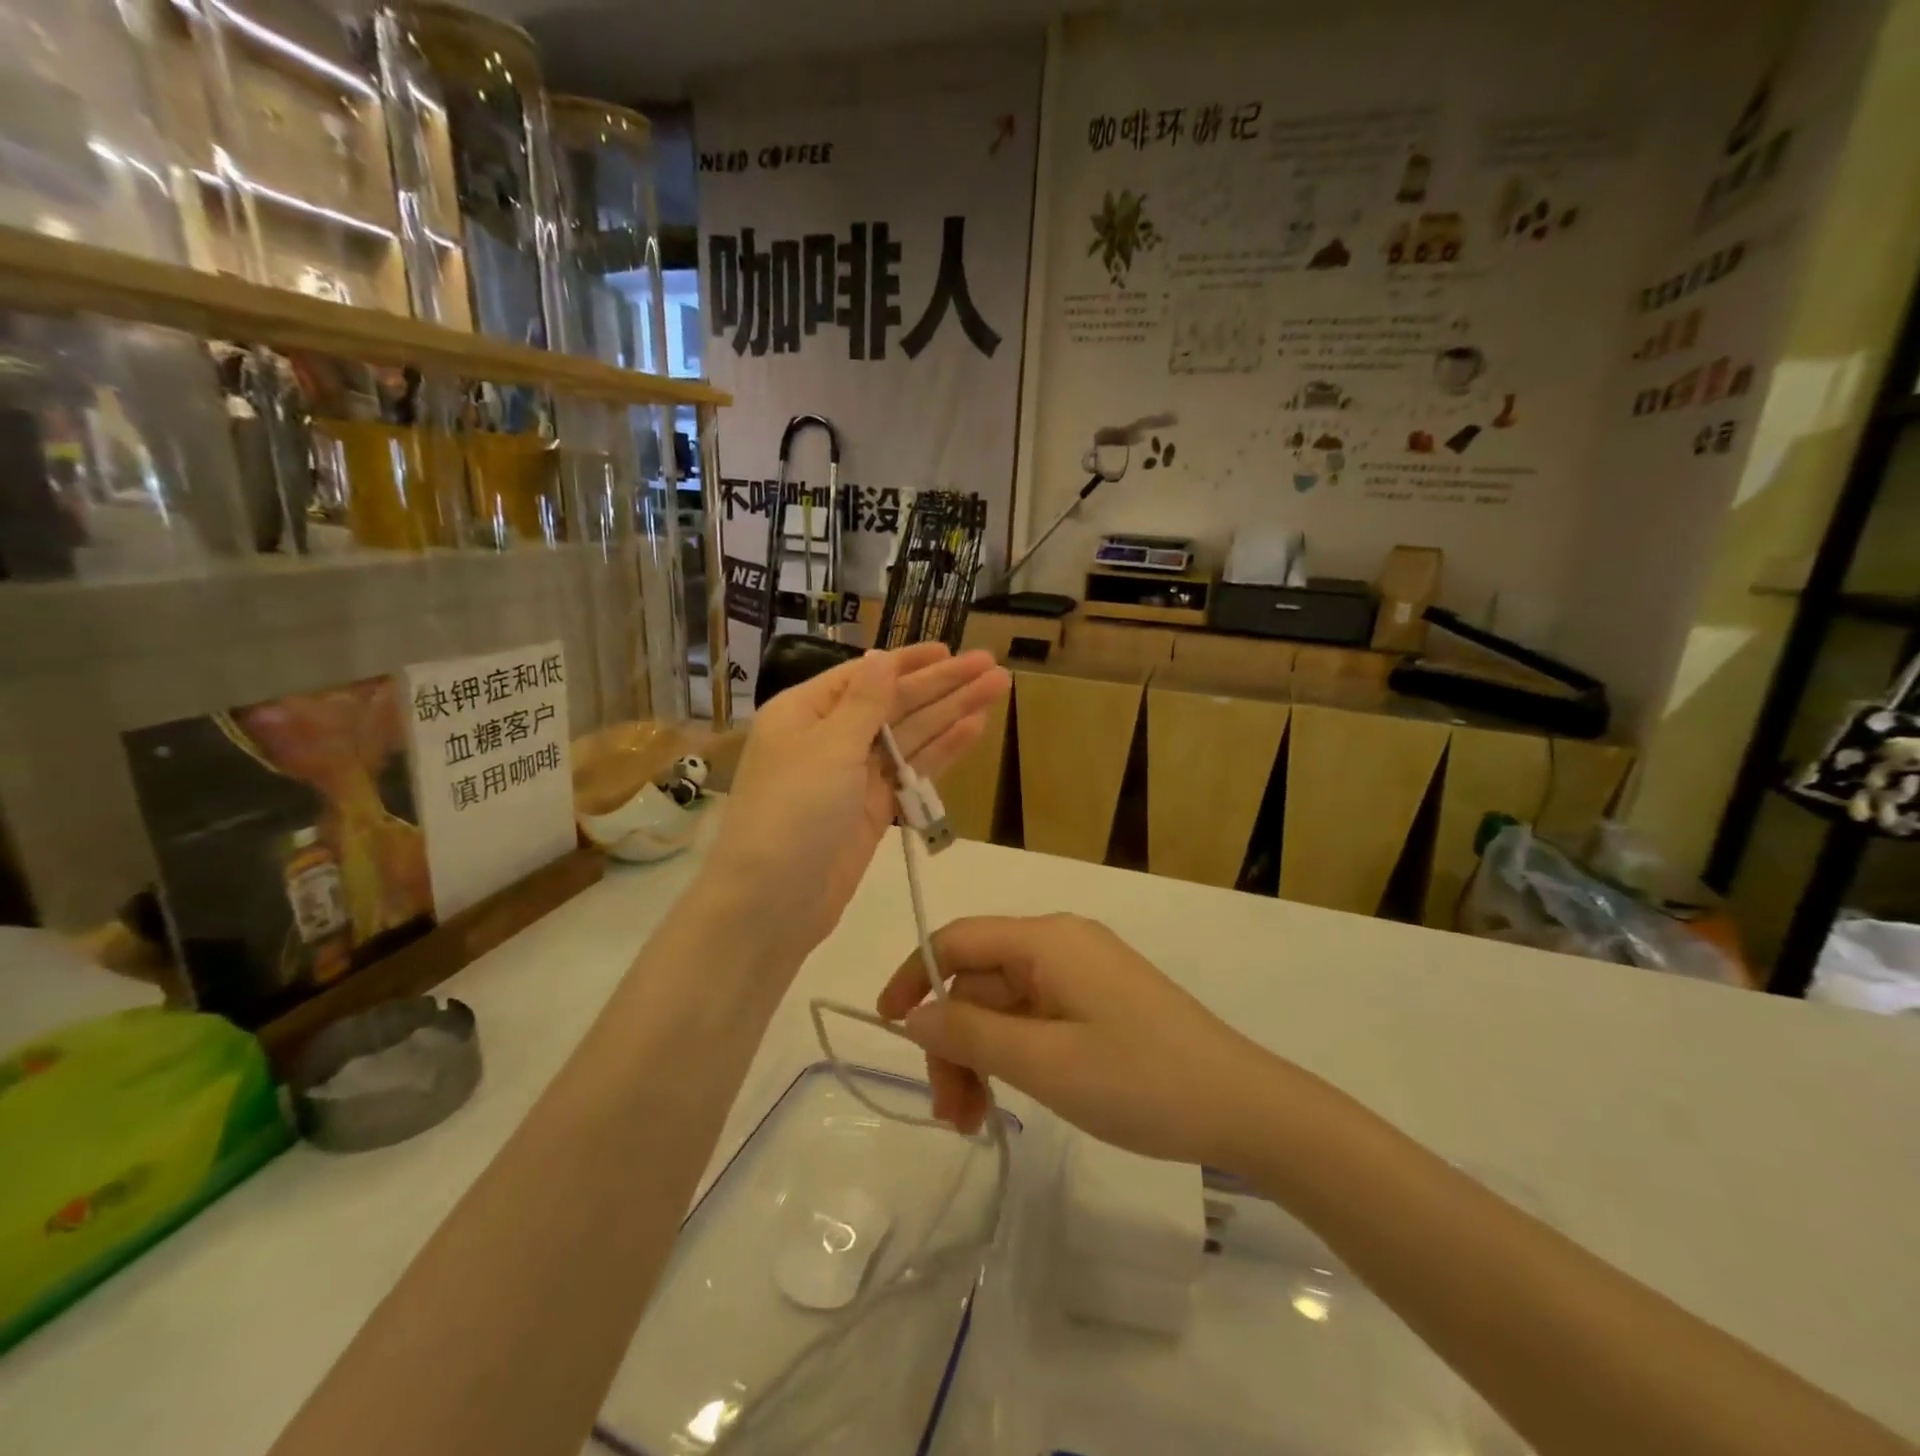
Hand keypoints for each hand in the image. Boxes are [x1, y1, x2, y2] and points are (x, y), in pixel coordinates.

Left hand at [706, 645, 1008, 963]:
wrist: (772, 903)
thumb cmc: (792, 812)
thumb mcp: (828, 747)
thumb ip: (865, 702)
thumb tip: (881, 655)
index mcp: (806, 712)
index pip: (866, 676)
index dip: (911, 663)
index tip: (951, 651)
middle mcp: (830, 738)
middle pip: (894, 703)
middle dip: (943, 685)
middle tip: (993, 668)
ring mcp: (854, 776)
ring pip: (910, 736)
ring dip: (952, 713)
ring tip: (997, 690)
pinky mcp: (874, 810)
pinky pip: (911, 771)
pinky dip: (942, 751)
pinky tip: (974, 730)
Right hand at [877, 913, 1270, 1165]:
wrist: (1244, 1106)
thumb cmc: (1140, 1080)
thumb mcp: (1044, 1063)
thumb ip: (971, 1035)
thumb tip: (915, 1015)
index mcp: (1046, 940)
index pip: (957, 941)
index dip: (914, 976)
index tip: (886, 1026)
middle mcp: (1061, 943)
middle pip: (980, 981)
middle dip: (954, 1041)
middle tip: (951, 1115)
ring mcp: (1084, 972)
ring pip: (1006, 1004)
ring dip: (981, 1056)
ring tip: (974, 1122)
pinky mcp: (1100, 1001)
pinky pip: (1037, 1017)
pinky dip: (1014, 1054)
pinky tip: (1011, 1097)